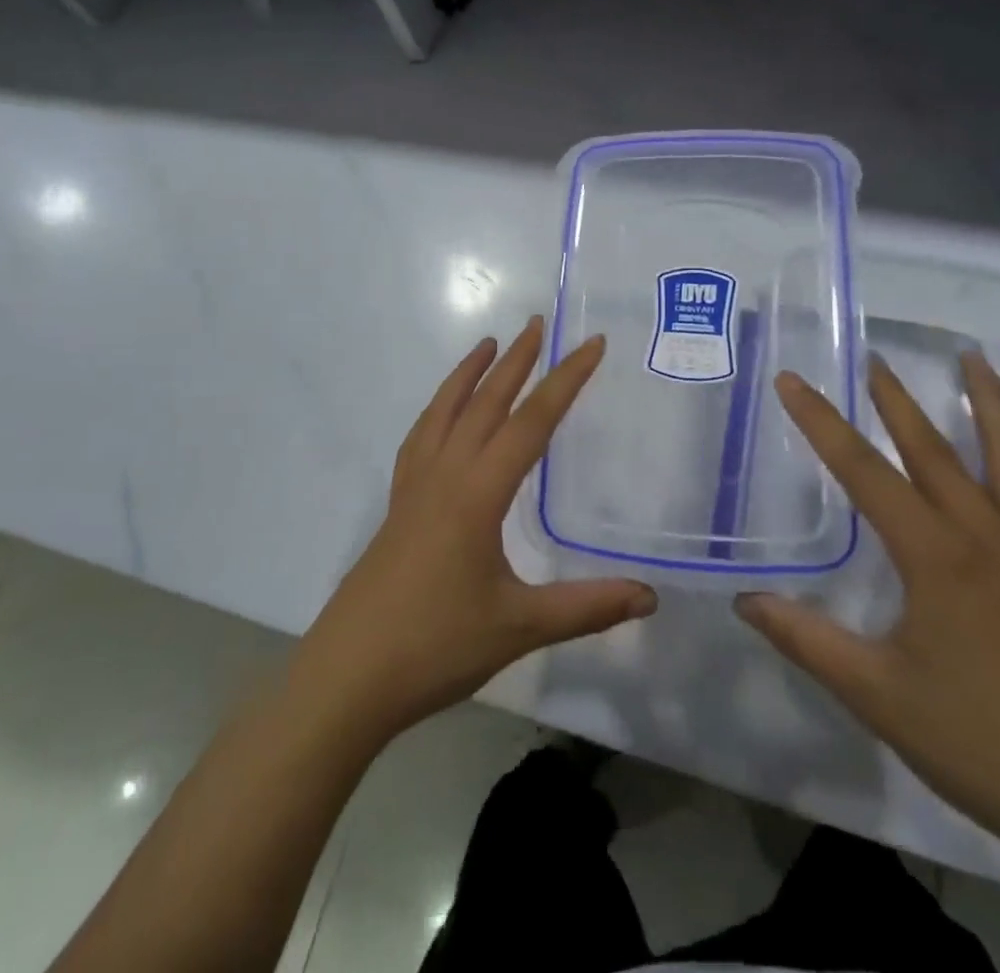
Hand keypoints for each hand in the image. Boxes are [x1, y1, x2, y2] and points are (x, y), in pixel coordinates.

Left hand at [290, 318, 656, 742]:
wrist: (348, 676)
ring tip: (487, 344)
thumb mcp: (521, 627)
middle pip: (485, 403)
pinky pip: (420, 437)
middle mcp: (444, 475)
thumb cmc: (436, 646)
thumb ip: (587, 607)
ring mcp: (414, 487)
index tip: (591, 344)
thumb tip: (651, 597)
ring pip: (444, 412)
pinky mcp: (397, 505)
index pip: (531, 422)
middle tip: (538, 323)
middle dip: (516, 361)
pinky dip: (437, 409)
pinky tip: (443, 414)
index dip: (565, 380)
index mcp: (478, 493)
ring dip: (468, 374)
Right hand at [736, 353, 999, 852]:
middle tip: (875, 356)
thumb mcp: (875, 693)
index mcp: (934, 555)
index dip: (821, 422)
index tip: (793, 381)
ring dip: (991, 403)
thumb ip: (806, 640)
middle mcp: (987, 534)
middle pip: (935, 448)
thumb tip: (744, 601)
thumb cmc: (979, 741)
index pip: (863, 471)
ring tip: (975, 358)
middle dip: (896, 399)